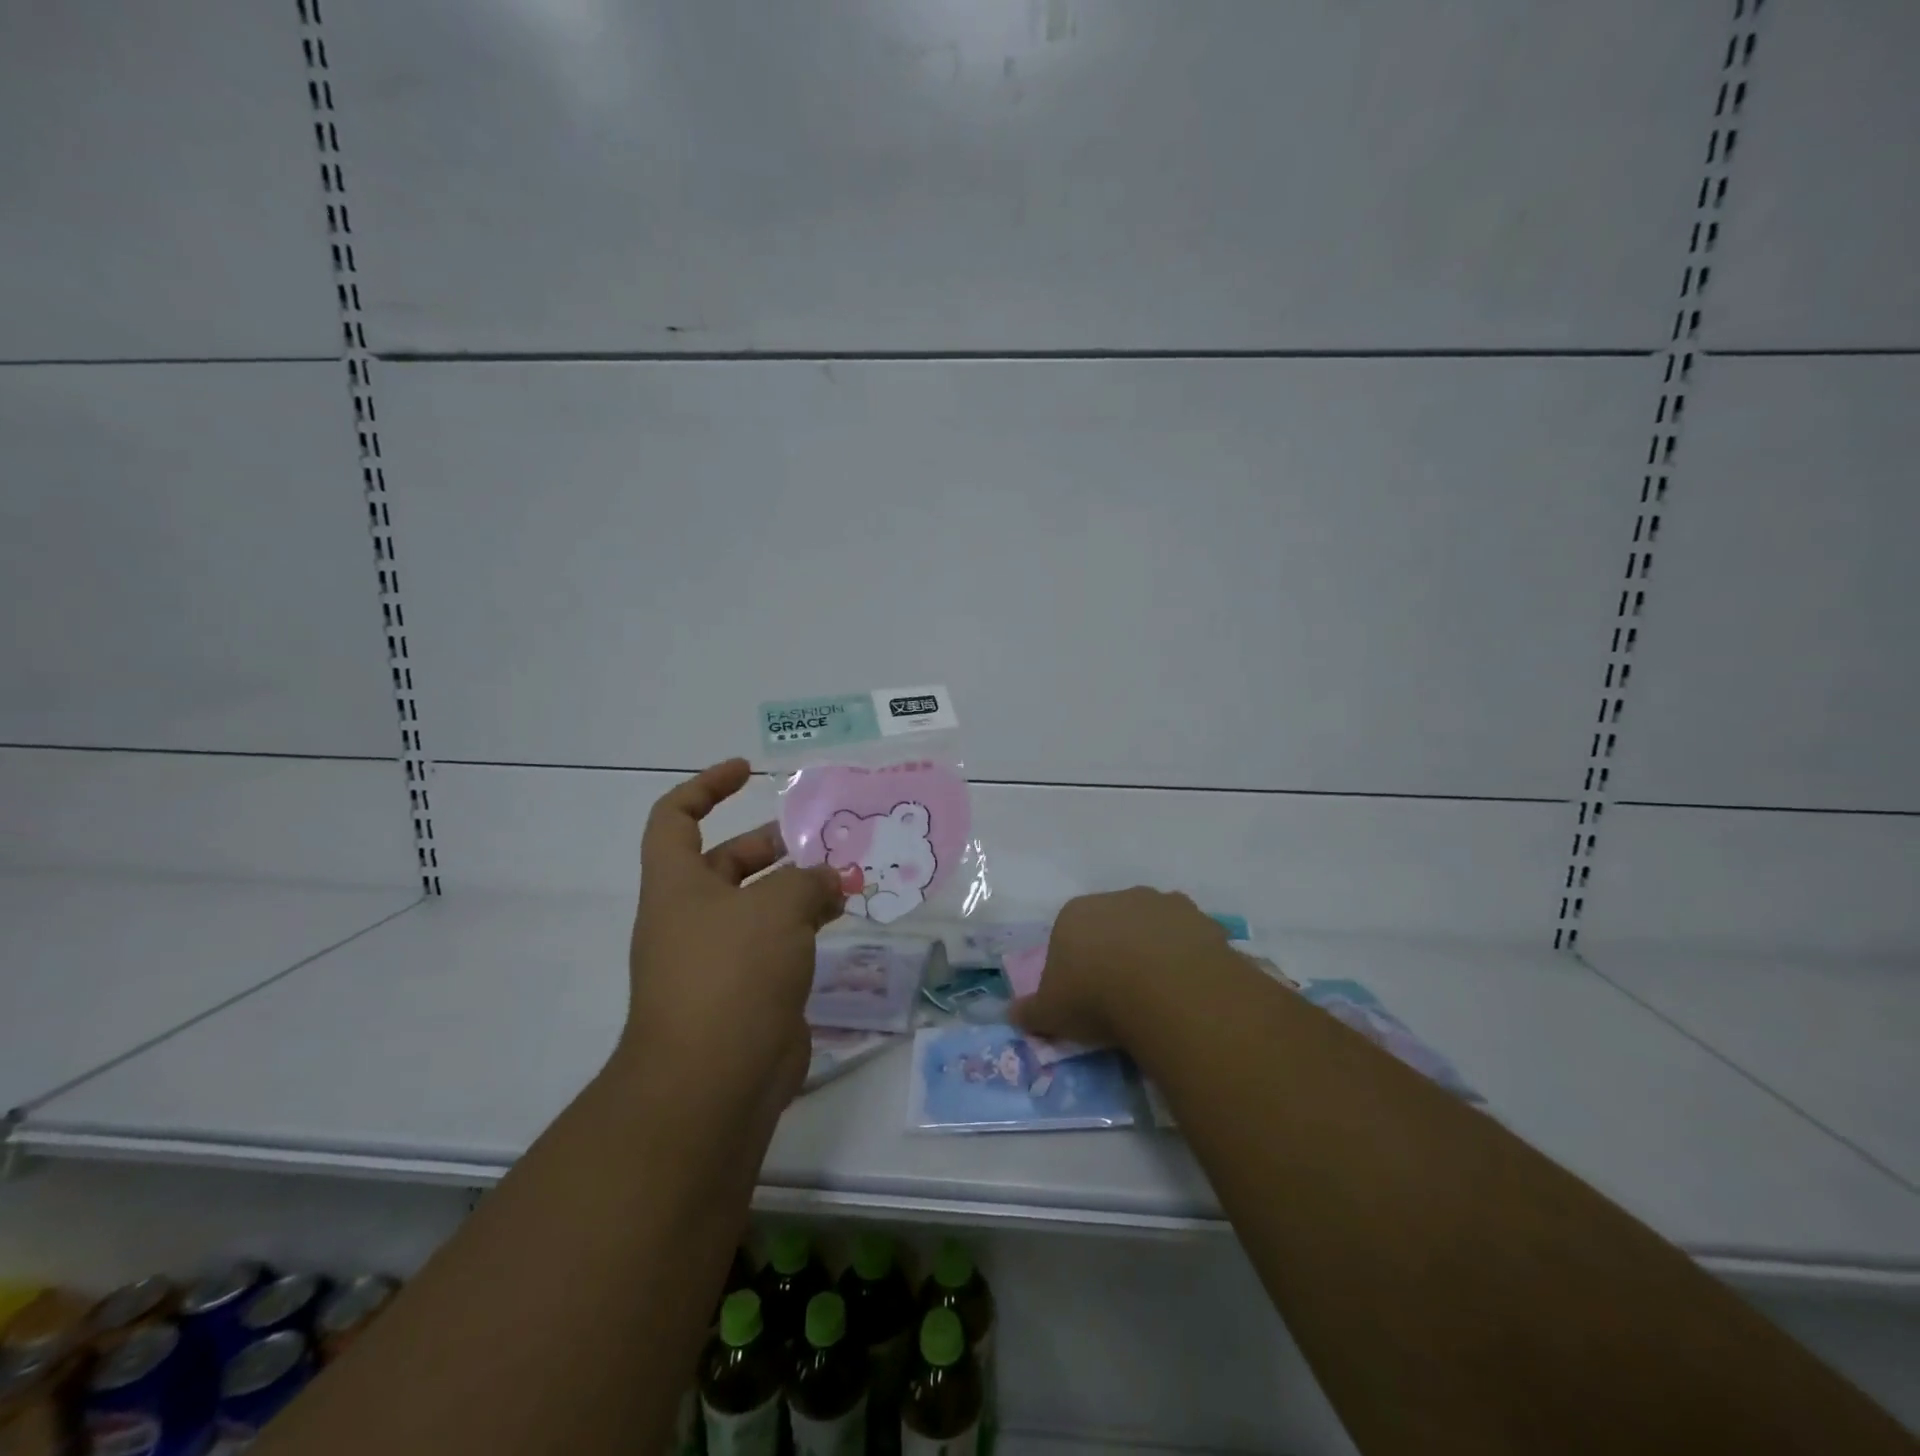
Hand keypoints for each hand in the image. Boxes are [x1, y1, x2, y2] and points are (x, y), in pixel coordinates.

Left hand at [620, 759, 844, 1119]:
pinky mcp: (747, 993)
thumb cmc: (733, 974)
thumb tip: (829, 879)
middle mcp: (691, 916)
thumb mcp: (777, 908)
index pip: (674, 817)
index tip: (747, 772)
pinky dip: (805, 928)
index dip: (705, 787)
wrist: (713, 1082)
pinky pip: (777, 945)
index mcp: (678, 885)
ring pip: (759, 906)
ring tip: (846, 876)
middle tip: (822, 837)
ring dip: (798, 888)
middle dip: (772, 843)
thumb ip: (809, 880)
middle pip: (727, 861)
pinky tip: (842, 920)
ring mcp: (718, 958)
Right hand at [1009, 887, 1230, 1047]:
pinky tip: (1187, 991)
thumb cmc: (1096, 997)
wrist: (1166, 990)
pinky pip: (1188, 940)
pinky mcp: (1200, 919)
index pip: (1068, 936)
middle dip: (1115, 954)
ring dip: (1153, 953)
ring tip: (1159, 997)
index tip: (1083, 998)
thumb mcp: (1052, 1013)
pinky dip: (1186, 959)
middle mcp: (1117, 898)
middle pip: (1111, 927)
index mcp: (1075, 914)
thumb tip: (1012, 1015)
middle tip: (1122, 998)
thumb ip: (1031, 1012)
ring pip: (1152, 929)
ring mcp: (1161, 904)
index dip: (1075, 967)